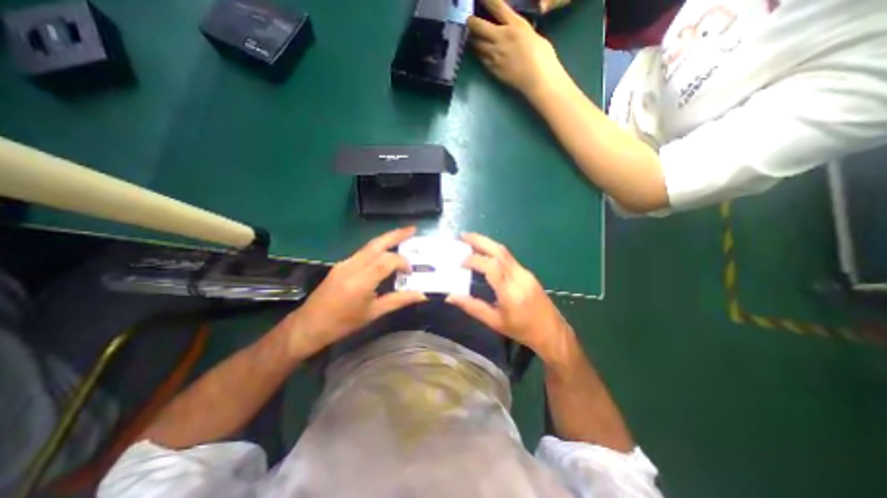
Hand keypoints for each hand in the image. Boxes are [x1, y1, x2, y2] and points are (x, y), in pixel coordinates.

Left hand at [283, 227, 423, 359]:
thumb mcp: (374, 313)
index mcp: (361, 280)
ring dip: (387, 239)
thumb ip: (399, 300)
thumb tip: (422, 295)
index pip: (387, 261)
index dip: (403, 263)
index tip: (410, 273)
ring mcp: (345, 263)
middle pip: (377, 244)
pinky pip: (363, 252)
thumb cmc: (343, 323)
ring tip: (403, 235)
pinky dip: (377, 248)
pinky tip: (385, 252)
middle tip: (413, 229)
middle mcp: (353, 266)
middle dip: (396, 234)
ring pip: (369, 245)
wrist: (309, 325)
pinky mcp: (341, 264)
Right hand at [443, 234, 574, 361]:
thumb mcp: (494, 322)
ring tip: (469, 239)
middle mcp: (520, 277)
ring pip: (505, 251)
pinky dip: (493, 250)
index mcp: (511, 293)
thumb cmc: (522, 330)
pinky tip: (484, 252)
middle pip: (499, 252)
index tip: (460, 263)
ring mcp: (525, 273)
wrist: (552, 332)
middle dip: (480, 240)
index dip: (475, 260)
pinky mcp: (527, 272)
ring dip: (486, 242)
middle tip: (462, 236)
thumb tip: (451, 296)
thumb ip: (473, 307)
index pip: (492, 267)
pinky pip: (508, 257)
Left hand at [467, 0, 572, 96]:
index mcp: (515, 25)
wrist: (537, 80)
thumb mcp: (533, 35)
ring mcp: (495, 55)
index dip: (485, 0)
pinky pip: (481, 59)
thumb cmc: (543, 57)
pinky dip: (478, 54)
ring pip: (476, 44)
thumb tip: (516, 31)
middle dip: (471, 22)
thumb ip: (520, 31)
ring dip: (472, 40)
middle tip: (470, 21)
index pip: (496, 6)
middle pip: (478, 27)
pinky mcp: (492, 69)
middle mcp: (501, 38)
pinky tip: (478, 52)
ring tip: (472, 37)